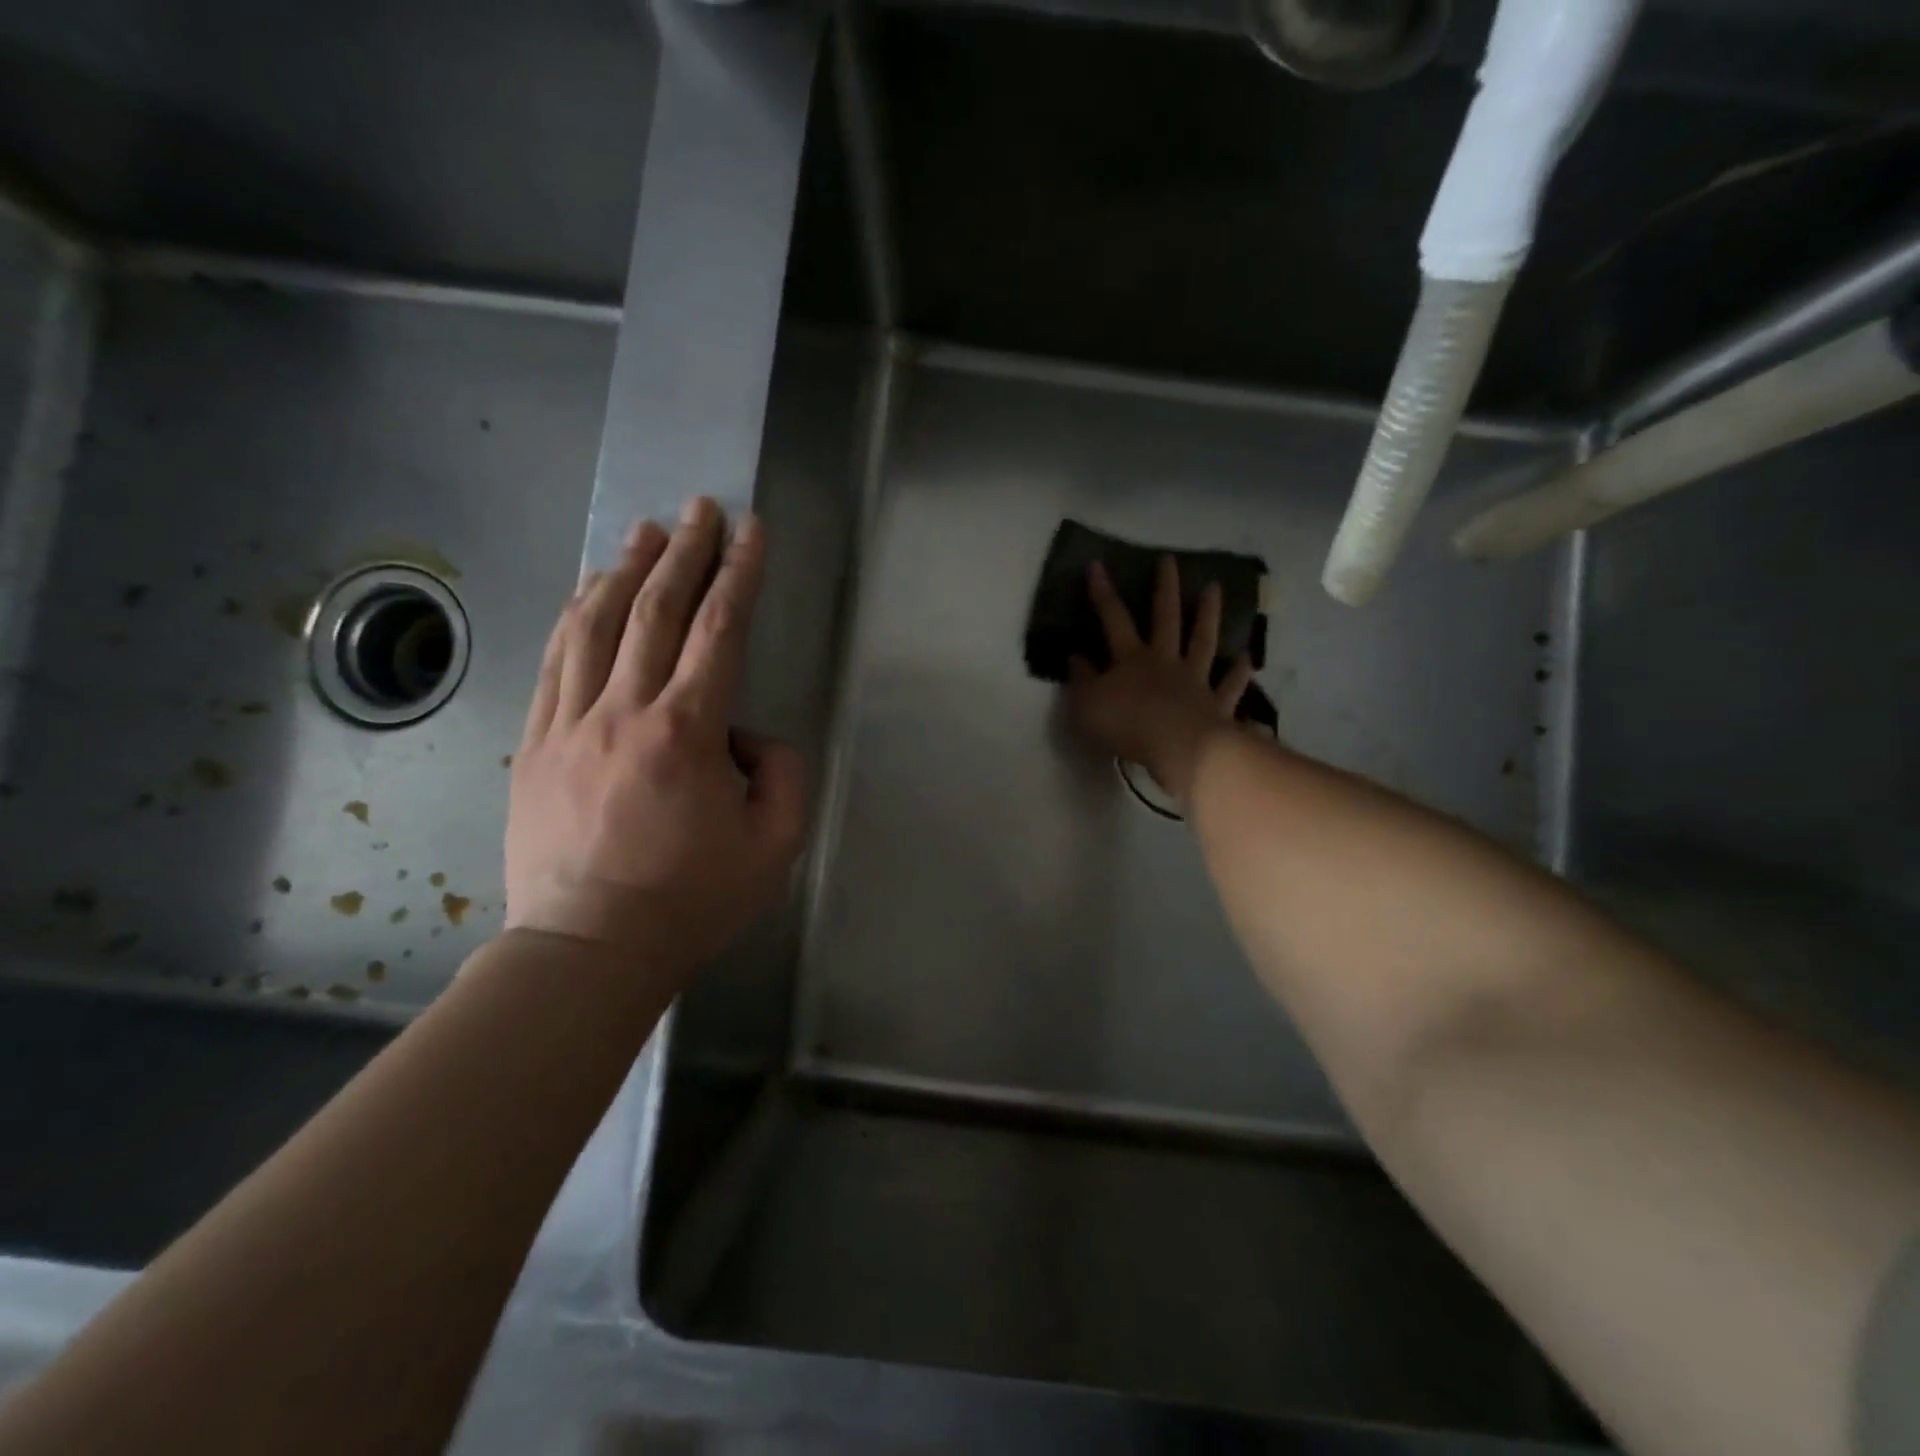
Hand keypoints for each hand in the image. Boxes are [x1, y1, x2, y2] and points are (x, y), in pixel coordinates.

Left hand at [505, 497, 807, 972]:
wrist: (587, 949)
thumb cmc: (690, 901)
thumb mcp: (774, 845)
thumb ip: (782, 775)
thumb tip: (748, 736)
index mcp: (686, 733)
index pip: (718, 632)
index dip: (739, 575)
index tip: (751, 531)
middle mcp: (624, 712)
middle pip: (655, 612)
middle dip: (684, 552)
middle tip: (700, 508)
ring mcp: (570, 724)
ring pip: (595, 625)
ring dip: (624, 570)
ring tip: (645, 532)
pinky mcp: (536, 744)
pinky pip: (555, 662)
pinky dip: (573, 616)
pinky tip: (587, 591)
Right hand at [1067, 556, 1253, 805]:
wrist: (1177, 748)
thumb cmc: (1126, 725)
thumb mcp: (1087, 704)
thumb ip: (1081, 679)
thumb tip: (1075, 657)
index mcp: (1131, 659)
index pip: (1114, 618)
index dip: (1103, 592)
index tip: (1097, 565)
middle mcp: (1165, 661)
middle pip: (1166, 618)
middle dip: (1166, 588)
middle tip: (1170, 561)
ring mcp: (1195, 680)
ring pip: (1203, 641)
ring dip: (1208, 615)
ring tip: (1215, 589)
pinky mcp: (1217, 704)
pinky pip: (1230, 685)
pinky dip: (1239, 672)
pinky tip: (1246, 658)